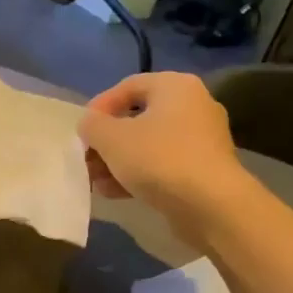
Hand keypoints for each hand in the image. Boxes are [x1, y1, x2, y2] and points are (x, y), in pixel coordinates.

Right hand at [78, 74, 247, 236]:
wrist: (211, 205)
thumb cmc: (158, 158)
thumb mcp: (111, 138)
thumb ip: (92, 125)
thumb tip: (90, 124)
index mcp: (175, 86)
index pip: (128, 86)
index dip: (99, 107)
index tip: (81, 131)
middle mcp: (193, 106)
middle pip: (138, 118)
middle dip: (107, 141)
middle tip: (87, 159)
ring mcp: (202, 140)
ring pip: (149, 145)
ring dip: (119, 162)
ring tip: (96, 182)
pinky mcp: (204, 170)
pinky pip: (164, 165)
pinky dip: (139, 175)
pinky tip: (116, 193)